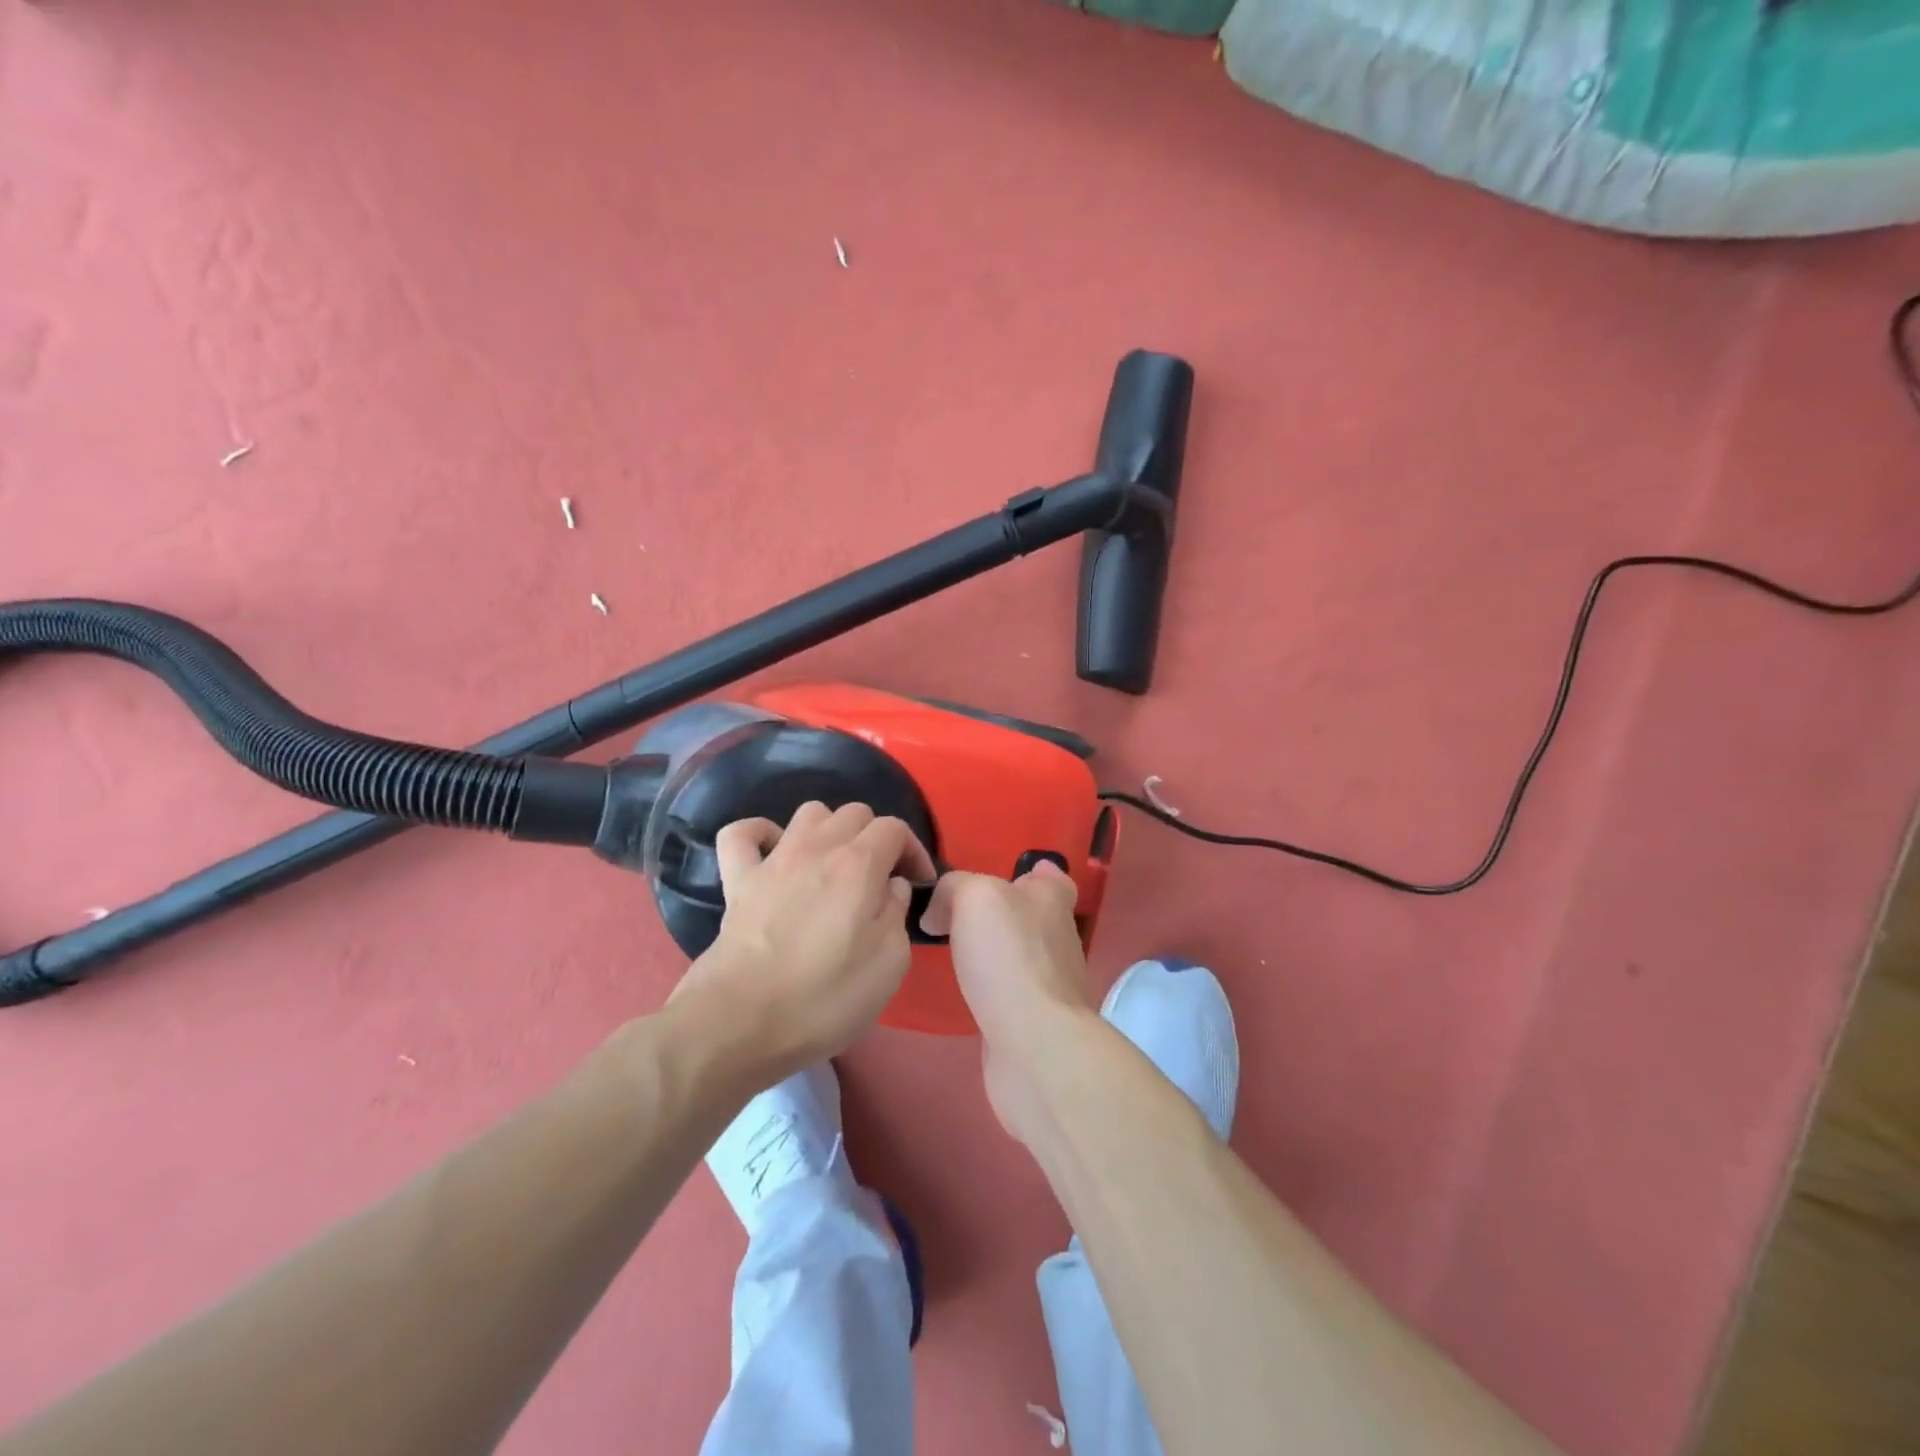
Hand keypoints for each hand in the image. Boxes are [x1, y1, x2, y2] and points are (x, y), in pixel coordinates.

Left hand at [673, 801, 935, 1084]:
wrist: (741, 1022)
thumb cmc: (825, 998)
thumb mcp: (890, 963)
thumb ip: (897, 912)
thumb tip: (890, 887)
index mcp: (859, 864)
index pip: (895, 828)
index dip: (913, 851)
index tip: (918, 884)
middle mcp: (817, 847)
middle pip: (855, 813)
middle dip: (875, 838)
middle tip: (879, 879)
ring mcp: (773, 860)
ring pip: (809, 812)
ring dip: (829, 830)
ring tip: (834, 866)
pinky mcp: (737, 880)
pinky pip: (742, 833)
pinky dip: (761, 834)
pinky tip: (773, 853)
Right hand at [922, 862, 1098, 1140]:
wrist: (1033, 1043)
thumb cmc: (1009, 956)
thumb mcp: (974, 897)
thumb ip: (953, 888)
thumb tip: (936, 912)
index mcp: (1052, 900)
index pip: (1052, 878)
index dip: (1034, 873)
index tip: (1006, 876)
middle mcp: (1058, 937)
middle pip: (1034, 915)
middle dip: (1005, 912)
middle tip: (958, 914)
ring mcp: (1051, 982)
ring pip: (1021, 954)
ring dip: (996, 951)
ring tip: (955, 950)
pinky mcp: (1036, 1020)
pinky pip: (1010, 992)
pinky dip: (992, 988)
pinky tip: (967, 991)